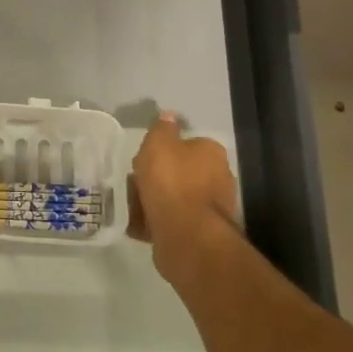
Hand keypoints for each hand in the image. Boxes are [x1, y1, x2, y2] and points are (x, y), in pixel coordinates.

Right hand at [129, 112, 239, 285]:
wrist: (186, 235)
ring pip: (177, 198)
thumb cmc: (171, 182)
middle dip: (161, 178)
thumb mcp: (159, 144)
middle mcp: (219, 179)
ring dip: (157, 201)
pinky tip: (138, 225)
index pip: (189, 144)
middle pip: (183, 173)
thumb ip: (162, 129)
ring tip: (133, 205)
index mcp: (212, 154)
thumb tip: (169, 115)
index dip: (165, 150)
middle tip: (135, 182)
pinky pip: (173, 222)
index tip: (146, 158)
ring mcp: (212, 209)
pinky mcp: (201, 234)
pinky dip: (157, 222)